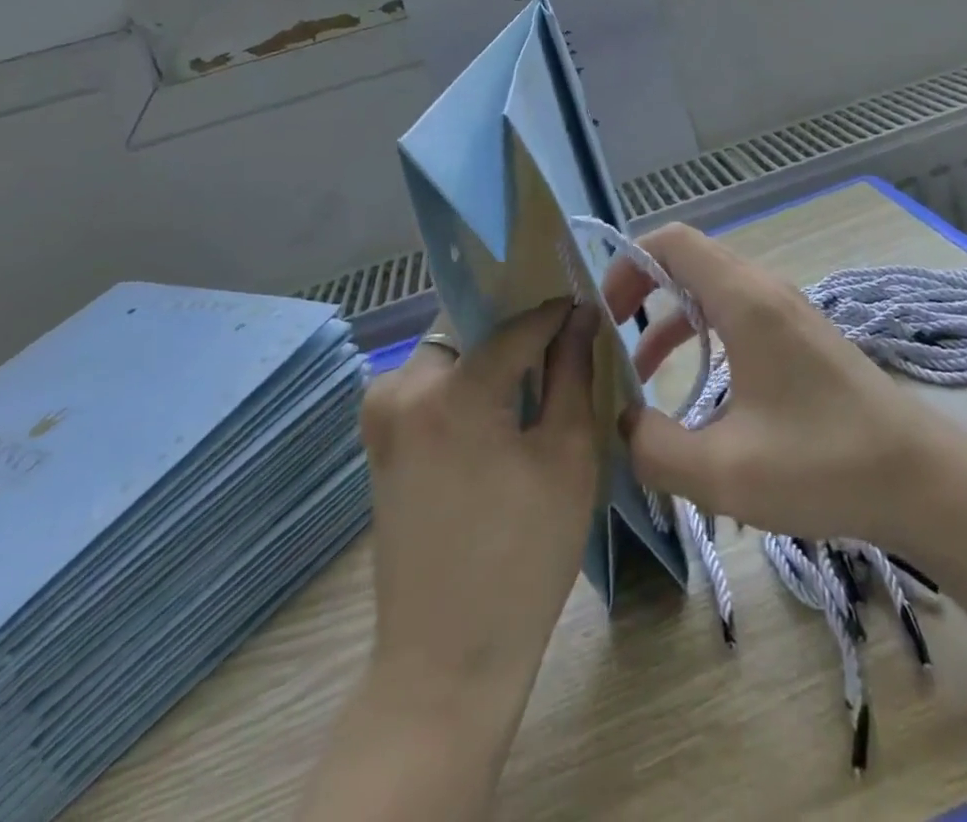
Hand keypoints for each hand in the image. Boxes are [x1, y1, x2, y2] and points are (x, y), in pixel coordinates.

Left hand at [360, 299, 600, 706]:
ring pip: (448, 356)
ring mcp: (380, 417)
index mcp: (451, 392)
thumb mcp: (567, 455)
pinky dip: (466, 387)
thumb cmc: (524, 557)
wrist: (446, 662)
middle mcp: (400, 389)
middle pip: (471, 331)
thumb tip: (582, 315)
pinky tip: (501, 415)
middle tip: (560, 343)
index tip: (587, 305)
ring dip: (489, 359)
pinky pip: (430, 388)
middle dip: (515, 331)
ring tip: (535, 381)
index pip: (516, 325)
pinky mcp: (378, 444)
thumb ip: (573, 372)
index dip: (556, 312)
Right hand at [603, 224, 934, 549]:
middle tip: (611, 340)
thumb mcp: (724, 471)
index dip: (628, 265)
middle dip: (642, 292)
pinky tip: (699, 392)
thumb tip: (623, 425)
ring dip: (671, 321)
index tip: (603, 314)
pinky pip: (738, 315)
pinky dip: (704, 336)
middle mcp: (766, 291)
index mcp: (745, 300)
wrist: (920, 478)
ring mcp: (789, 312)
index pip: (672, 241)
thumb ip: (654, 448)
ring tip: (642, 374)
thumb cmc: (823, 463)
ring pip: (713, 291)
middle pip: (689, 261)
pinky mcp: (802, 337)